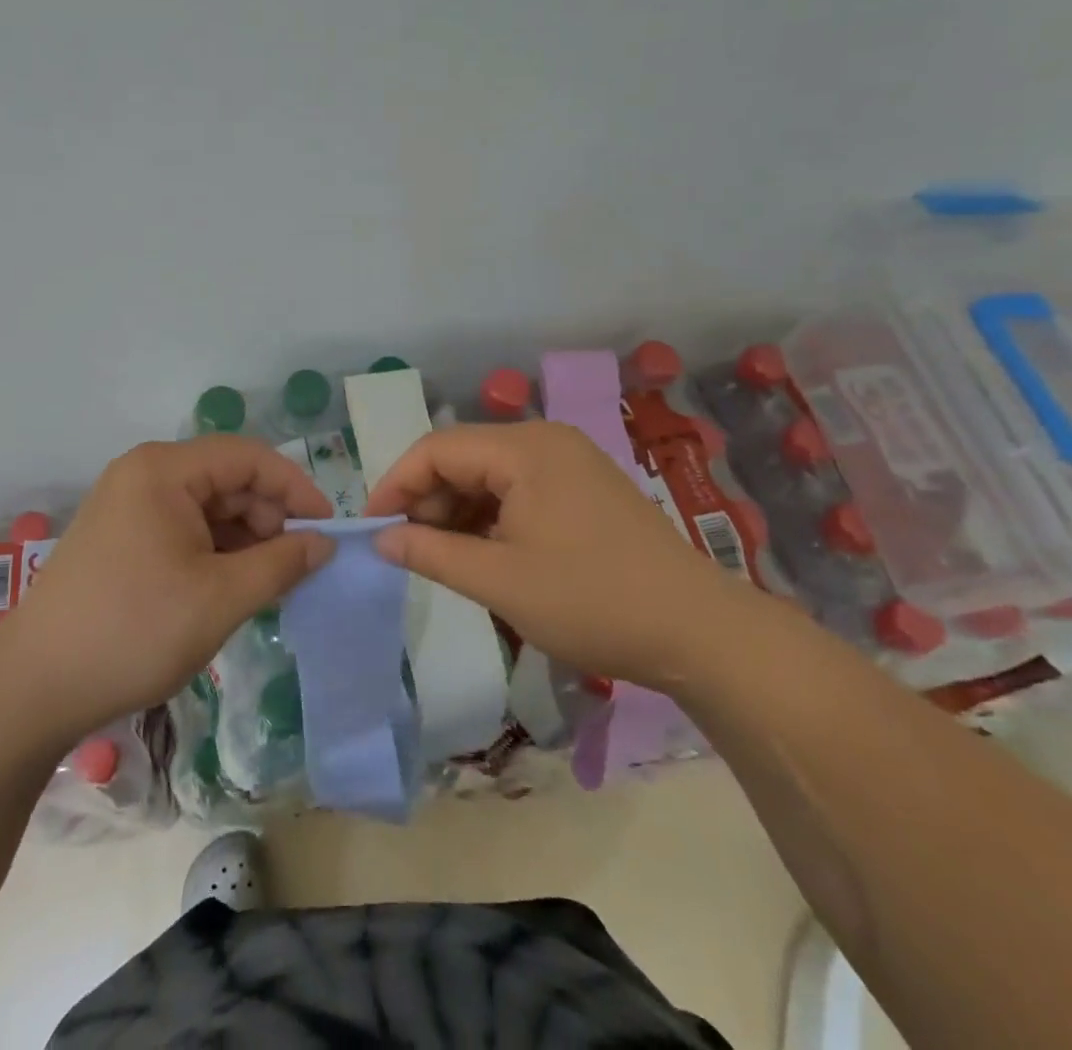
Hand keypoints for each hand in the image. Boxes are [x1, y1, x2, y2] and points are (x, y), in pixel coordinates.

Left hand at [0, 436, 334, 741]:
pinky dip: (215, 553)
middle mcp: (145, 474)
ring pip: (208, 507)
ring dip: (244, 540)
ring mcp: (128, 505)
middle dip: (268, 519)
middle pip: (227, 480)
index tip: (326, 530)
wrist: (35, 688)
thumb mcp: (220, 598)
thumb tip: (323, 543)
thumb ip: (281, 563)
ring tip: (266, 585)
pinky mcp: (121, 536)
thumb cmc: (134, 631)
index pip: (249, 457)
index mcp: (164, 470)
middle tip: (296, 567)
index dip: (295, 488)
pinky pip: (184, 529)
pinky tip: (230, 588)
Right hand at [365, 422, 745, 689]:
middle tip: (408, 549)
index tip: (372, 528)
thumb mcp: (501, 582)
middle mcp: (546, 440)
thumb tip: (382, 540)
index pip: (438, 448)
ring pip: (490, 474)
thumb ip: (433, 554)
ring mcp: (569, 461)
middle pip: (464, 456)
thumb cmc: (592, 602)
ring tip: (443, 556)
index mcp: (525, 449)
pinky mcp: (584, 486)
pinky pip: (519, 488)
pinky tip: (483, 552)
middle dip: (428, 499)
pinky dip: (491, 516)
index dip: (396, 484)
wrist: (699, 631)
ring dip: (458, 510)